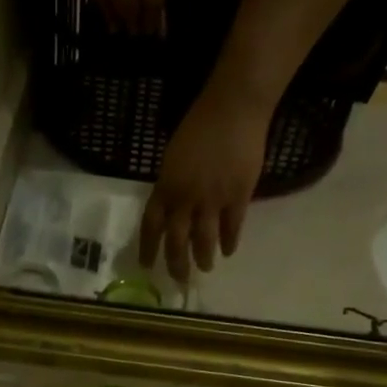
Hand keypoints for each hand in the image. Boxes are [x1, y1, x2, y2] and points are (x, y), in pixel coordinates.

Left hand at [143, 87, 270, 282]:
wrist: (234, 109)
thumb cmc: (200, 125)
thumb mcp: (174, 157)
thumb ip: (171, 185)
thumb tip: (173, 209)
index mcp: (166, 186)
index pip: (151, 226)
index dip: (149, 248)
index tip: (147, 266)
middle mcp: (186, 199)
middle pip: (177, 241)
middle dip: (177, 264)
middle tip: (180, 278)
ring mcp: (213, 200)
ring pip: (204, 241)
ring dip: (204, 258)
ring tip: (206, 268)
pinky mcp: (238, 197)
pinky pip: (232, 228)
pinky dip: (230, 242)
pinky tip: (229, 251)